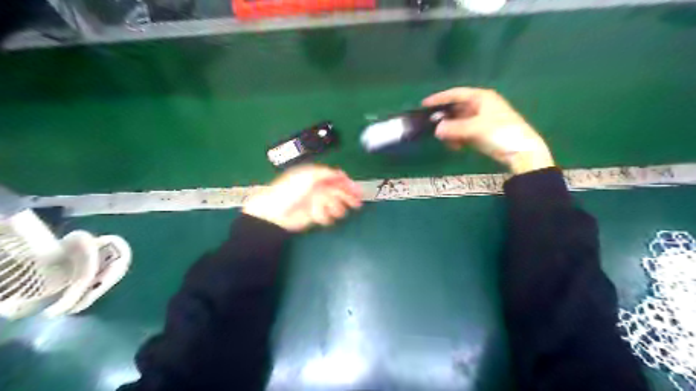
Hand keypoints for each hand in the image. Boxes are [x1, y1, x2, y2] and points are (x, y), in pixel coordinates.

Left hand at [242, 164, 364, 230]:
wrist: (276, 212)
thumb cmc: (290, 190)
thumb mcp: (309, 175)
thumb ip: (326, 173)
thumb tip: (341, 173)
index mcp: (317, 177)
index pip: (337, 179)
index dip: (348, 184)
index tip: (357, 190)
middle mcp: (319, 189)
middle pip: (340, 192)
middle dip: (348, 197)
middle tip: (357, 203)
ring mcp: (318, 202)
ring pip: (336, 205)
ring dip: (336, 208)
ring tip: (331, 210)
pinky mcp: (316, 215)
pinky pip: (328, 216)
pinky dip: (325, 217)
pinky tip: (318, 216)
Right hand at [421, 88, 558, 175]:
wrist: (521, 151)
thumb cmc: (500, 133)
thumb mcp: (475, 128)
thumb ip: (454, 128)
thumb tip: (436, 130)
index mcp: (481, 97)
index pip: (456, 94)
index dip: (439, 98)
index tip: (424, 104)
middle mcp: (480, 106)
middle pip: (456, 108)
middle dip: (445, 118)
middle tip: (432, 126)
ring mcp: (481, 120)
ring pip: (459, 122)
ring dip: (451, 131)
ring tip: (445, 140)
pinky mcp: (481, 133)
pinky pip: (464, 132)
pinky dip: (458, 138)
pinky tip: (456, 147)